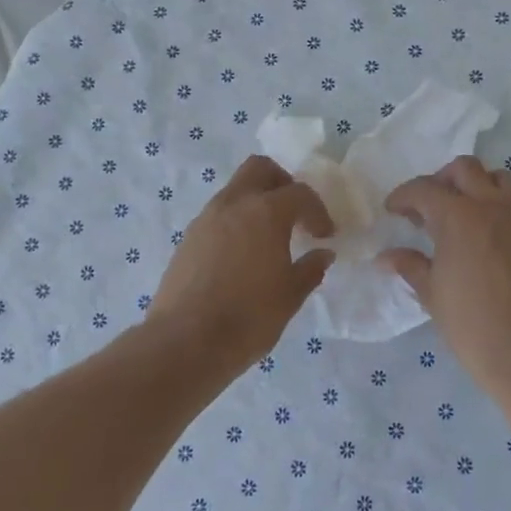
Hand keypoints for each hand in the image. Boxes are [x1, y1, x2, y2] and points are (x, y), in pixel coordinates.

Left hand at [150, 155, 334, 376]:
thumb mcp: (290, 296)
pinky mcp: (187, 239)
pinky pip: (218, 216)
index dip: (317, 211)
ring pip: (235, 191)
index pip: (299, 193)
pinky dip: (235, 223)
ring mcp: (205, 219)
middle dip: (282, 184)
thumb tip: (322, 254)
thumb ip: (310, 269)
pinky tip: (242, 257)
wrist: (186, 341)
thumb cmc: (249, 317)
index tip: (324, 235)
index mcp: (265, 212)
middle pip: (259, 169)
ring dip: (255, 204)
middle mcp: (233, 204)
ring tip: (269, 239)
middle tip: (294, 214)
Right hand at [380, 156, 510, 407]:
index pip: (425, 189)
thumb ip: (410, 266)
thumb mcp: (433, 296)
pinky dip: (493, 203)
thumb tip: (386, 256)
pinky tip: (480, 235)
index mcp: (459, 218)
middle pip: (464, 169)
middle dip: (439, 181)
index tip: (392, 211)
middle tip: (424, 208)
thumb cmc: (474, 327)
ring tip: (457, 214)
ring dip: (473, 185)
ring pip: (496, 178)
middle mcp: (491, 207)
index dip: (403, 196)